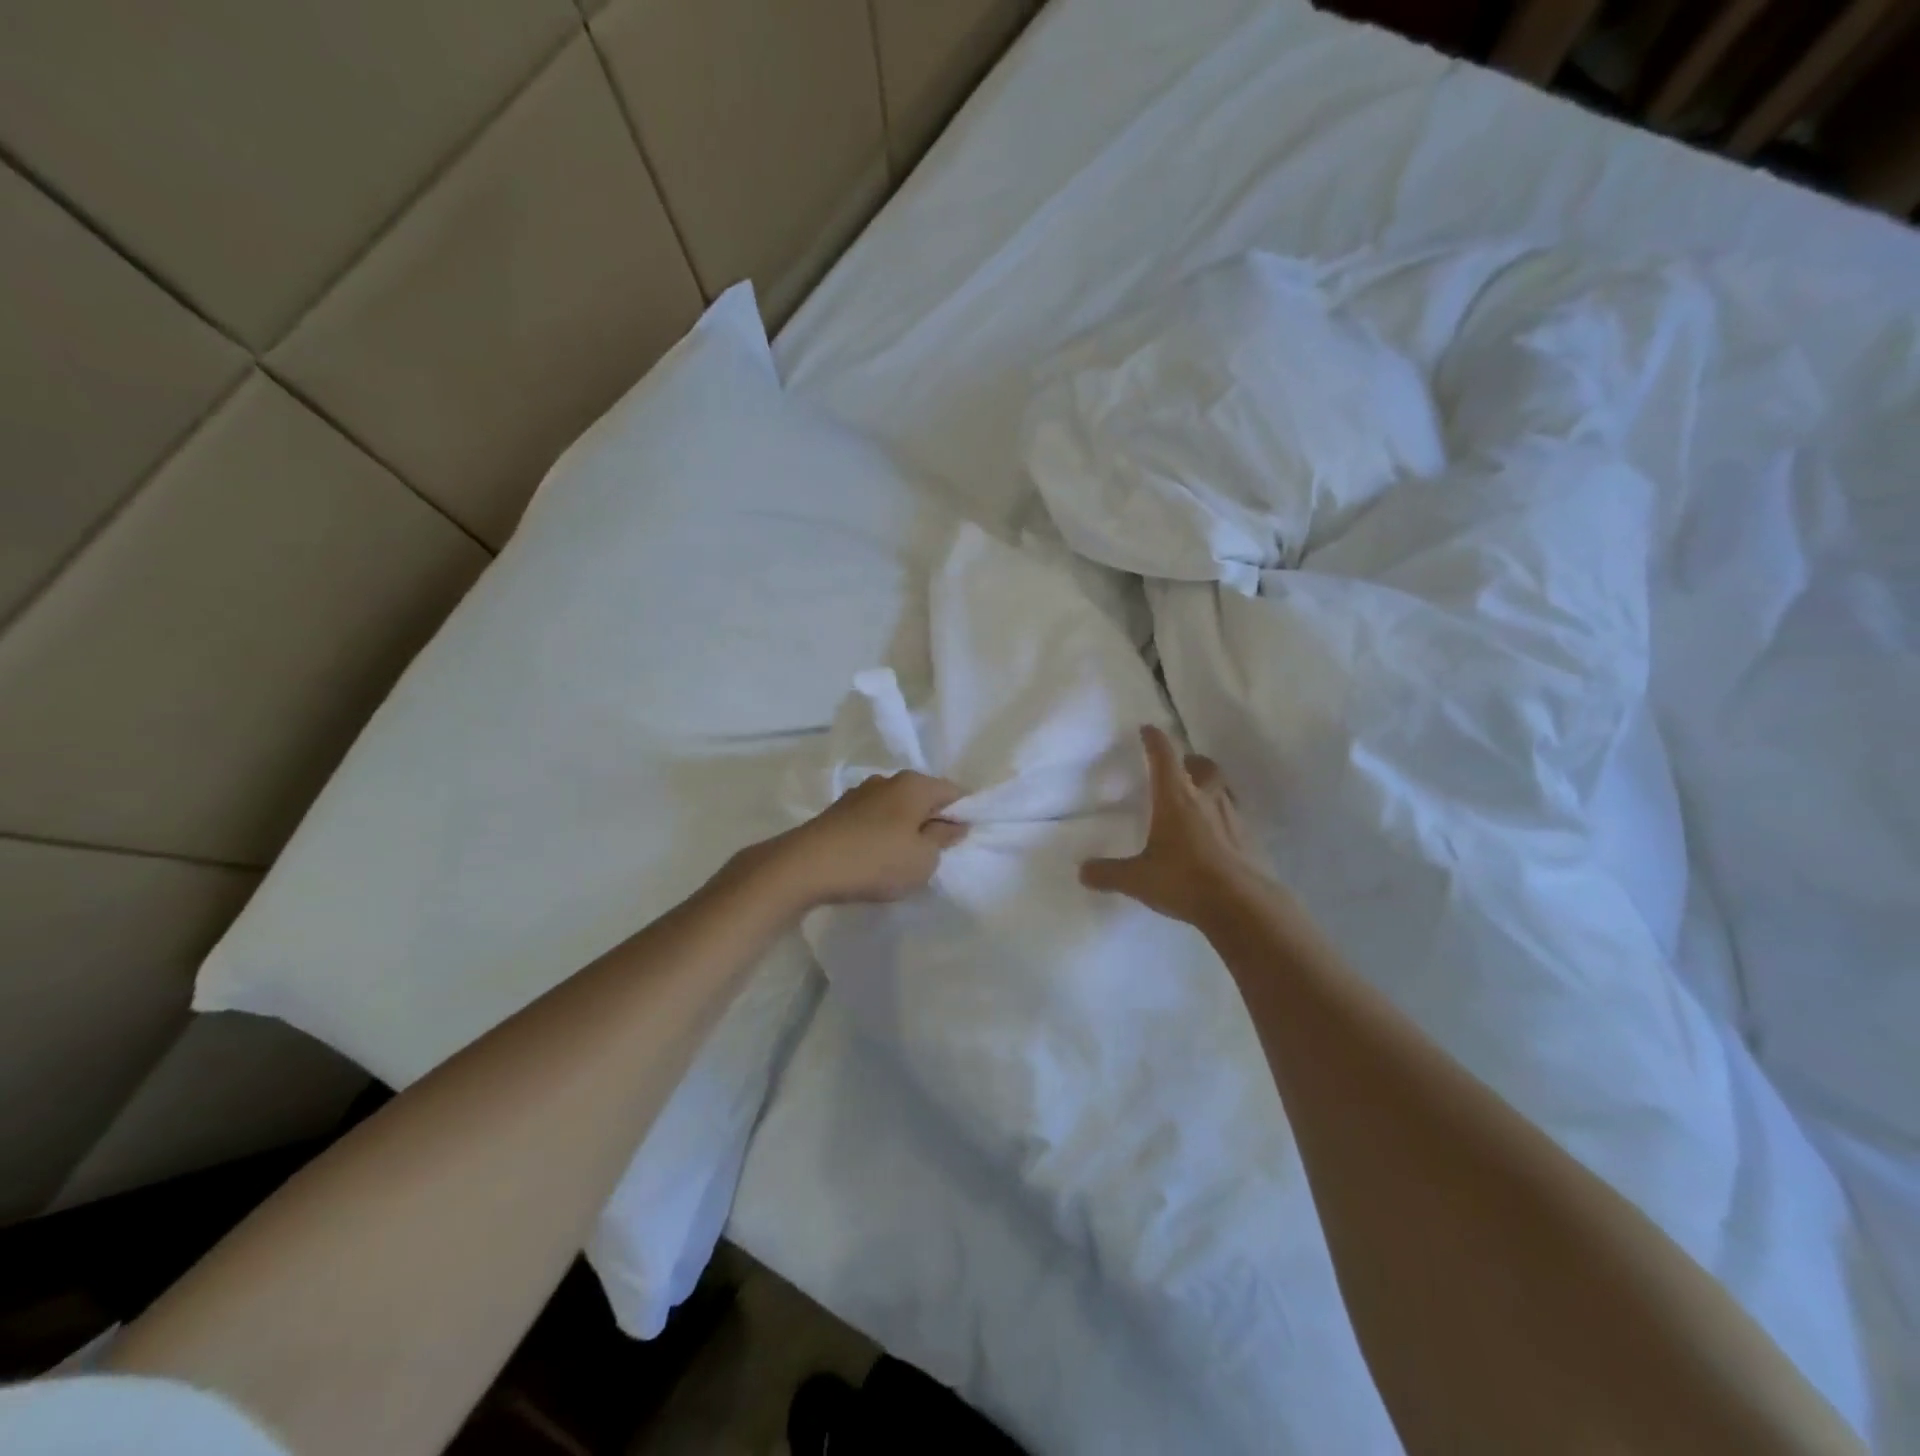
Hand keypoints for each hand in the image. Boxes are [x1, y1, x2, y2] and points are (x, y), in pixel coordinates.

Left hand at [750, 771, 967, 909]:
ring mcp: (860, 793)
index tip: (962, 842)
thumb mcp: (923, 859)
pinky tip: (875, 857)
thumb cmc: (875, 861)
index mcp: (915, 784)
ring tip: (902, 860)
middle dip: (933, 821)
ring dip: (905, 829)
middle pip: (924, 797)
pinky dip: (881, 834)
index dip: (964, 815)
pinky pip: (874, 819)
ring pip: (897, 808)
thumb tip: (954, 824)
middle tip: (935, 855)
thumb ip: (943, 839)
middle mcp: (888, 780)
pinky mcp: (839, 811)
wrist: (805, 866)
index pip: (954, 792)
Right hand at [1081, 725, 1264, 925]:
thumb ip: (1109, 873)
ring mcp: (1233, 818)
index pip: (1164, 758)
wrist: (1243, 905)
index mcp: (1176, 798)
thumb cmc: (1185, 880)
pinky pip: (1235, 816)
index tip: (1148, 729)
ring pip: (1223, 788)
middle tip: (1181, 765)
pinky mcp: (1249, 840)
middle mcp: (1206, 799)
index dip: (1155, 740)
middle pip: (1203, 766)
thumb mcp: (1138, 879)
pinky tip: (1216, 833)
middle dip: (1190, 760)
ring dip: (1210, 785)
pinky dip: (1223, 816)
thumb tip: (1082, 872)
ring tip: (1198, 796)